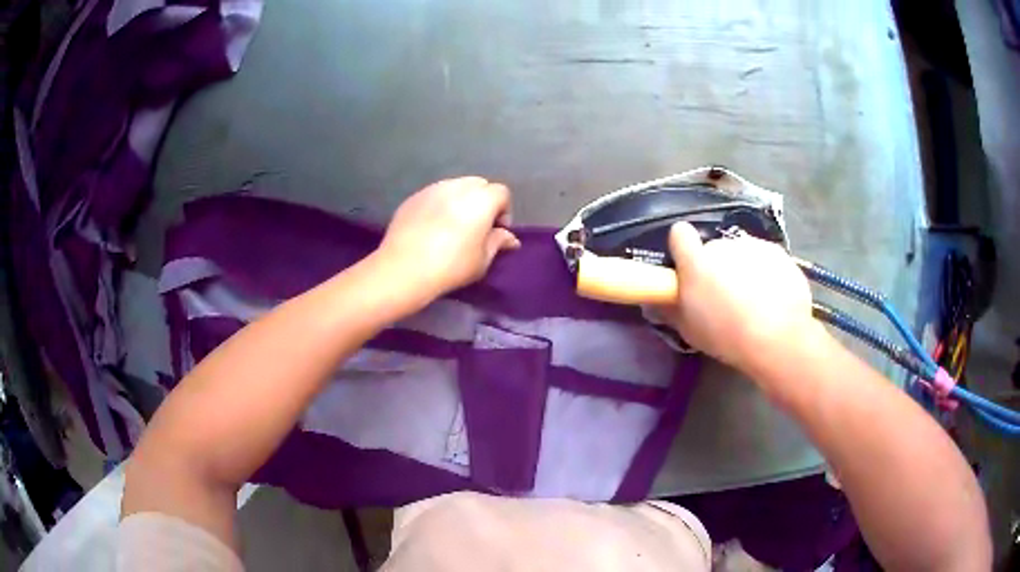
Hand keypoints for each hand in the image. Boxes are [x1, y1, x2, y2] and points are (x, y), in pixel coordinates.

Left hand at [376, 177, 520, 298]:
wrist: (404, 269)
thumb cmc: (451, 266)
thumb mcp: (482, 260)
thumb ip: (498, 242)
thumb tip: (509, 237)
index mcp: (481, 200)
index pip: (502, 193)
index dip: (504, 211)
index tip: (497, 232)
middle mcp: (458, 187)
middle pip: (479, 184)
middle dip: (483, 201)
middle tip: (477, 226)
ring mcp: (433, 189)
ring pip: (455, 186)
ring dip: (461, 201)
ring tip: (454, 225)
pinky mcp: (413, 197)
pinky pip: (434, 194)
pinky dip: (440, 205)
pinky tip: (432, 227)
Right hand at [657, 222, 822, 375]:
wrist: (778, 338)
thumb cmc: (727, 337)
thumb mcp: (690, 331)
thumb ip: (671, 309)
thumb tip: (656, 300)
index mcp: (696, 262)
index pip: (680, 234)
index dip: (683, 247)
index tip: (688, 266)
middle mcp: (723, 246)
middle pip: (715, 249)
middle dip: (718, 267)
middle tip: (725, 296)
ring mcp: (753, 246)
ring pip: (742, 254)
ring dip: (743, 269)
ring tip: (754, 300)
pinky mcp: (778, 253)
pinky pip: (766, 259)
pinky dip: (767, 273)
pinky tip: (774, 298)